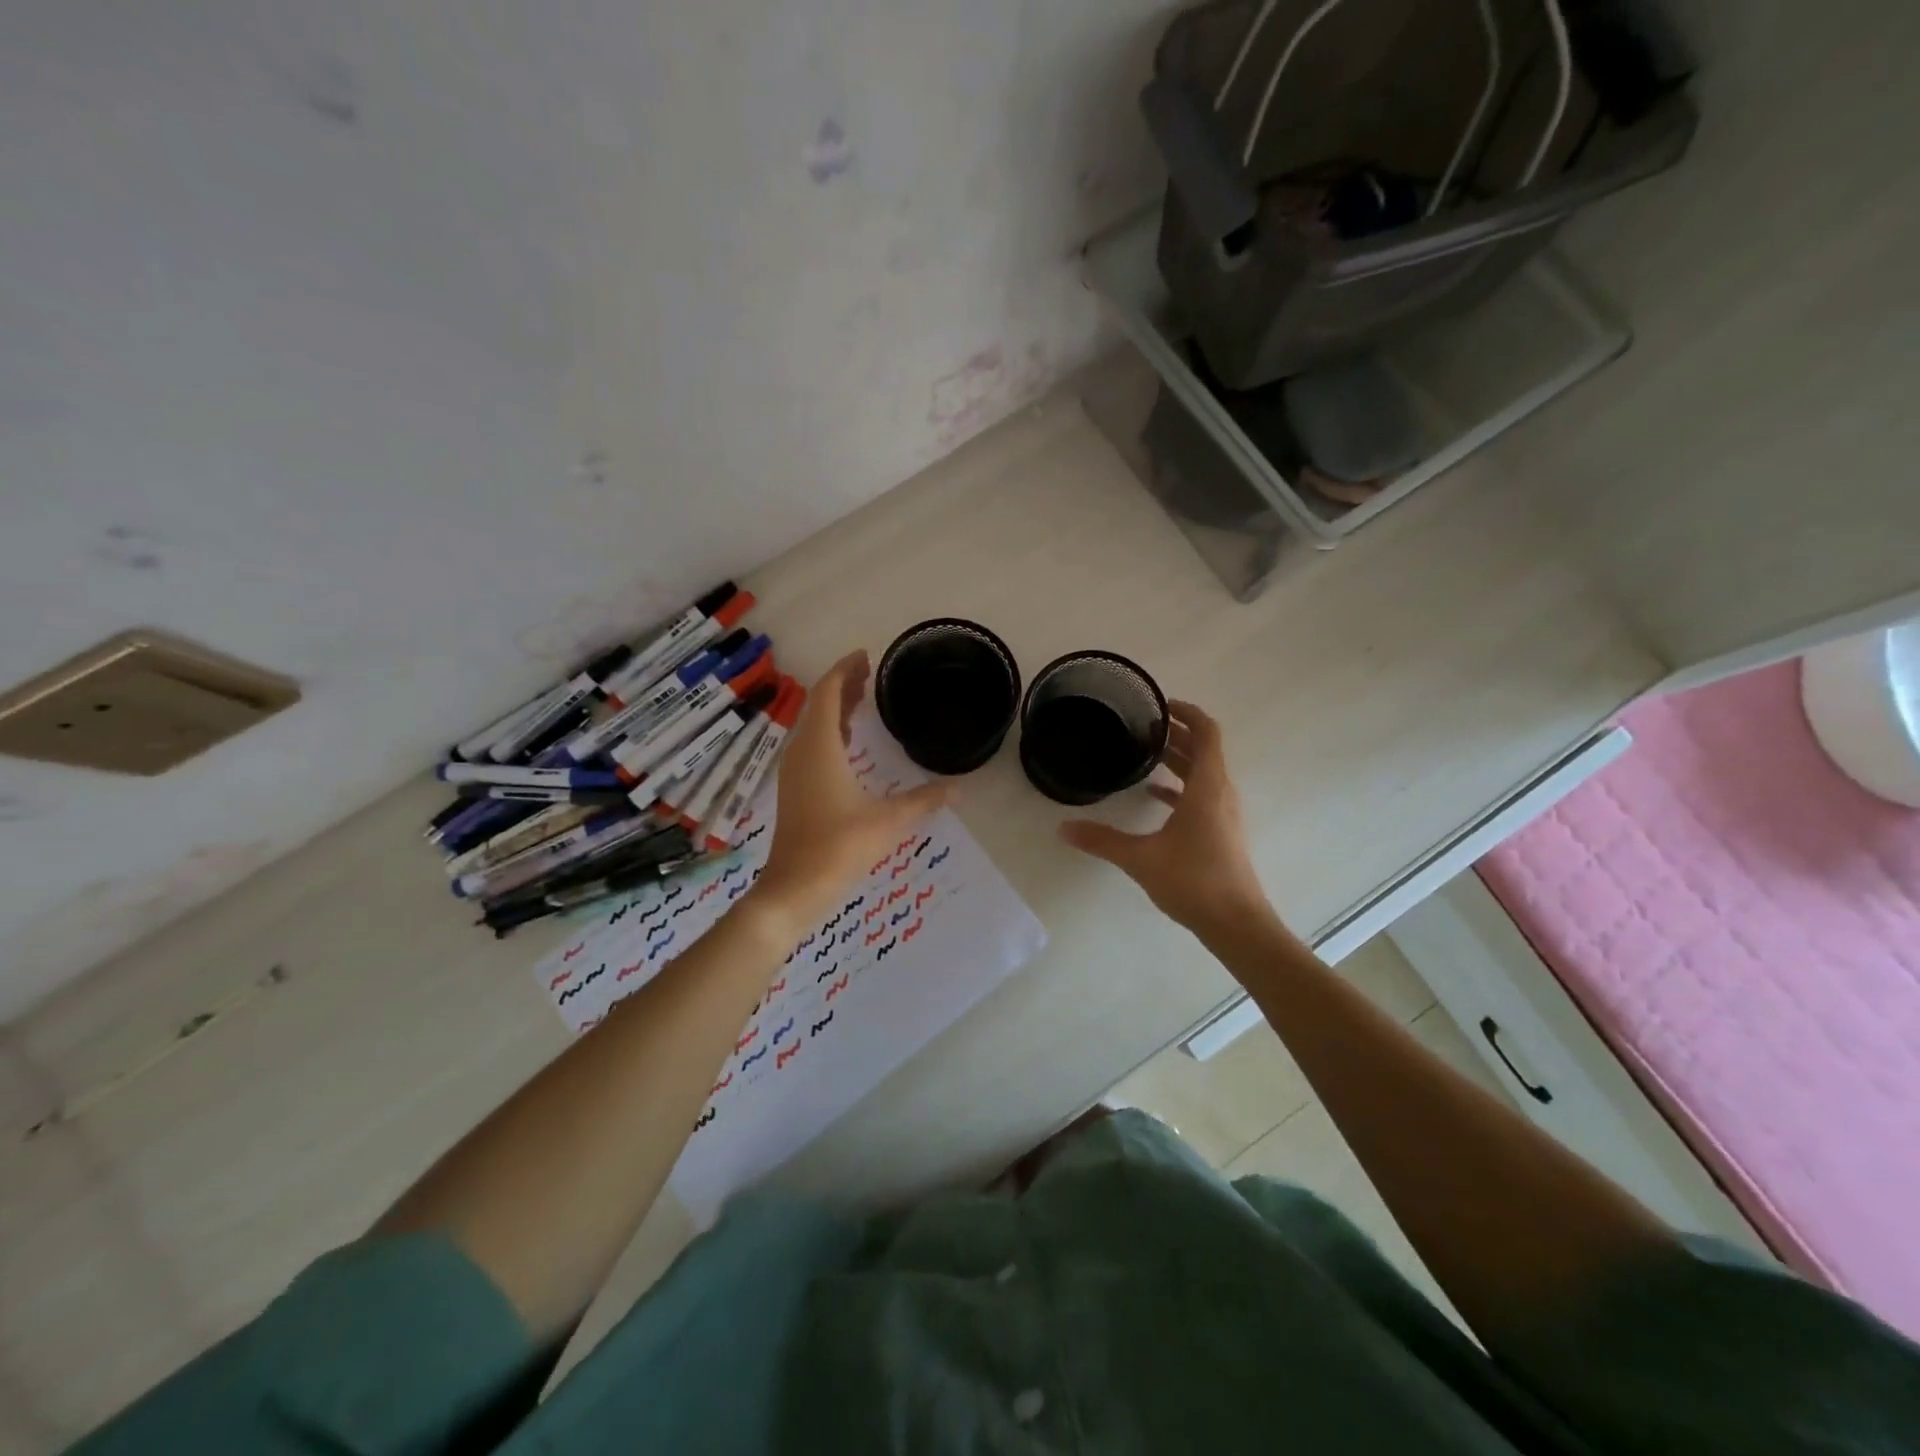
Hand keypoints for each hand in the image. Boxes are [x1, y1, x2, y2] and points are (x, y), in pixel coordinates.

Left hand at [753, 652, 949, 932]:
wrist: (795, 887)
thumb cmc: (840, 846)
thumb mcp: (889, 821)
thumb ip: (925, 800)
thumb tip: (959, 788)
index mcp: (820, 747)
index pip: (828, 692)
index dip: (845, 670)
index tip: (866, 656)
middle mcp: (802, 751)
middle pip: (819, 705)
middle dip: (843, 686)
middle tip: (870, 673)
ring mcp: (795, 772)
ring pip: (814, 726)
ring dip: (836, 710)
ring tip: (863, 699)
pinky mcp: (795, 789)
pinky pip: (812, 746)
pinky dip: (831, 733)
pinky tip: (849, 745)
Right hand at [1058, 701, 1270, 936]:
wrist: (1236, 923)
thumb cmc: (1193, 881)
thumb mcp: (1140, 858)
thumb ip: (1102, 840)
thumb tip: (1063, 828)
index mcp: (1208, 787)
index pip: (1207, 733)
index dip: (1188, 712)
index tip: (1161, 704)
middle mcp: (1221, 794)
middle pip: (1205, 750)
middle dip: (1178, 733)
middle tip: (1144, 726)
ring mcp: (1224, 814)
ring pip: (1205, 773)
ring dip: (1180, 759)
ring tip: (1147, 754)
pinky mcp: (1222, 833)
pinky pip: (1203, 796)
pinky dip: (1182, 787)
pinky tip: (1155, 796)